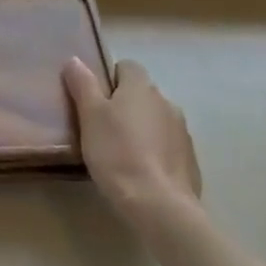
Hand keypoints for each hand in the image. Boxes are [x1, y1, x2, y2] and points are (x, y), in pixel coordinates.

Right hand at [63, 57, 201, 230]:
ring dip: (142, 129)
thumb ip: (82, 84)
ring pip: (156, 120)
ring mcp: (182, 131)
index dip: (109, 79)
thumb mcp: (90, 116)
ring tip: (121, 154)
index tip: (95, 101)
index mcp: (141, 87)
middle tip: (102, 129)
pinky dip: (155, 153)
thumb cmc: (118, 153)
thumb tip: (74, 59)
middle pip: (141, 94)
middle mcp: (166, 101)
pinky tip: (141, 174)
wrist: (160, 206)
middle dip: (125, 106)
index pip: (126, 66)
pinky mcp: (190, 160)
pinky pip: (168, 146)